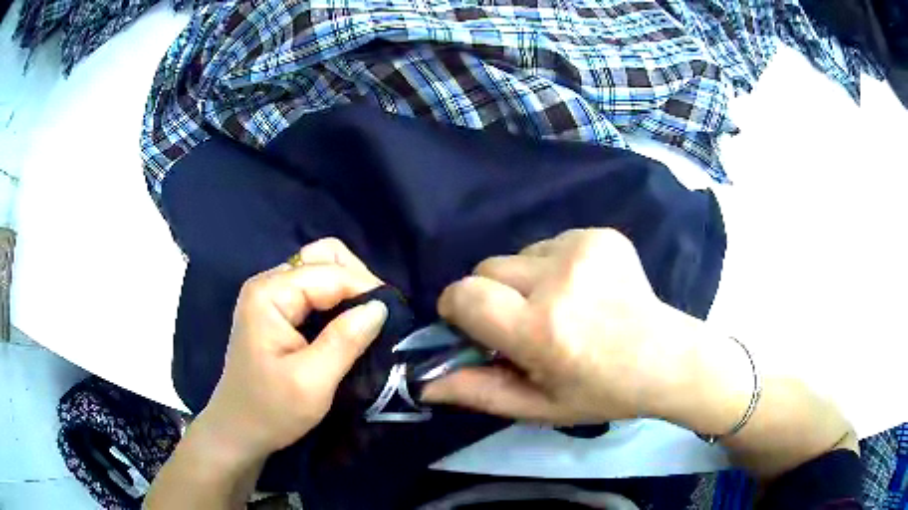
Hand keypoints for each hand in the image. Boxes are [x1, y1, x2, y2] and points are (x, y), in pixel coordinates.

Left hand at [197, 238, 387, 463]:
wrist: (239, 430)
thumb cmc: (271, 410)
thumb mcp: (312, 382)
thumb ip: (345, 340)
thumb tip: (380, 307)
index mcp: (269, 294)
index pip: (329, 272)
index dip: (365, 289)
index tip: (395, 317)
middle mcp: (268, 284)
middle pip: (323, 258)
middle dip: (357, 281)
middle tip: (379, 317)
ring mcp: (271, 296)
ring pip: (322, 272)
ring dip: (349, 291)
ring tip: (370, 321)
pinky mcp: (277, 311)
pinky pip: (315, 292)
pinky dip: (338, 302)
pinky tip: (351, 324)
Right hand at [422, 228, 686, 425]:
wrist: (666, 358)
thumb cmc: (601, 391)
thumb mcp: (538, 405)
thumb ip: (477, 392)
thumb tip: (423, 384)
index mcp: (541, 329)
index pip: (464, 294)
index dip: (458, 308)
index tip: (475, 327)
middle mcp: (559, 279)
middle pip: (487, 267)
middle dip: (493, 295)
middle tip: (526, 323)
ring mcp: (583, 248)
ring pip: (519, 253)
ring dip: (526, 279)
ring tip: (563, 307)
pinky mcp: (601, 235)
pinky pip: (550, 243)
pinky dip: (554, 266)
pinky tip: (584, 290)